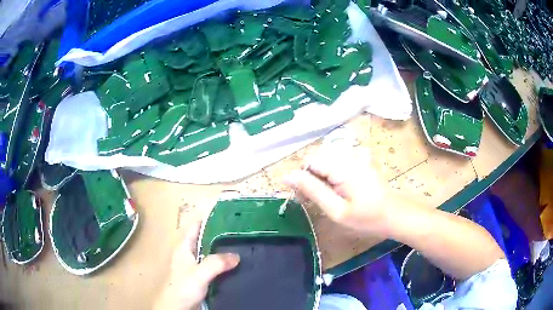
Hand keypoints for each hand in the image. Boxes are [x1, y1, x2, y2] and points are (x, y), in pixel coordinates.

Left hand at [153, 221, 239, 309]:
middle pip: (205, 237)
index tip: (227, 214)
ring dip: (222, 249)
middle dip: (220, 233)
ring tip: (242, 245)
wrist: (177, 306)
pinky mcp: (200, 276)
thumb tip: (236, 255)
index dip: (209, 218)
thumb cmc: (183, 287)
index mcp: (184, 246)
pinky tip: (235, 264)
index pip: (196, 225)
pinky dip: (223, 262)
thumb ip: (216, 263)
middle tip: (240, 230)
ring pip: (210, 251)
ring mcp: (194, 265)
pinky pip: (213, 264)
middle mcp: (189, 252)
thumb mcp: (199, 273)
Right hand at [283, 148, 395, 237]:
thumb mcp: (337, 210)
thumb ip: (312, 190)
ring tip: (332, 194)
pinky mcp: (363, 155)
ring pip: (327, 158)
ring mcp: (358, 152)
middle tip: (320, 199)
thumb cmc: (366, 217)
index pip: (308, 161)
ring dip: (323, 174)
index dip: (302, 178)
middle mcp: (350, 153)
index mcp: (342, 166)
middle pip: (318, 157)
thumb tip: (287, 176)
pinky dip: (335, 170)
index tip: (305, 197)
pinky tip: (343, 185)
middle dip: (312, 176)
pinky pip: (340, 158)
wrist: (395, 214)